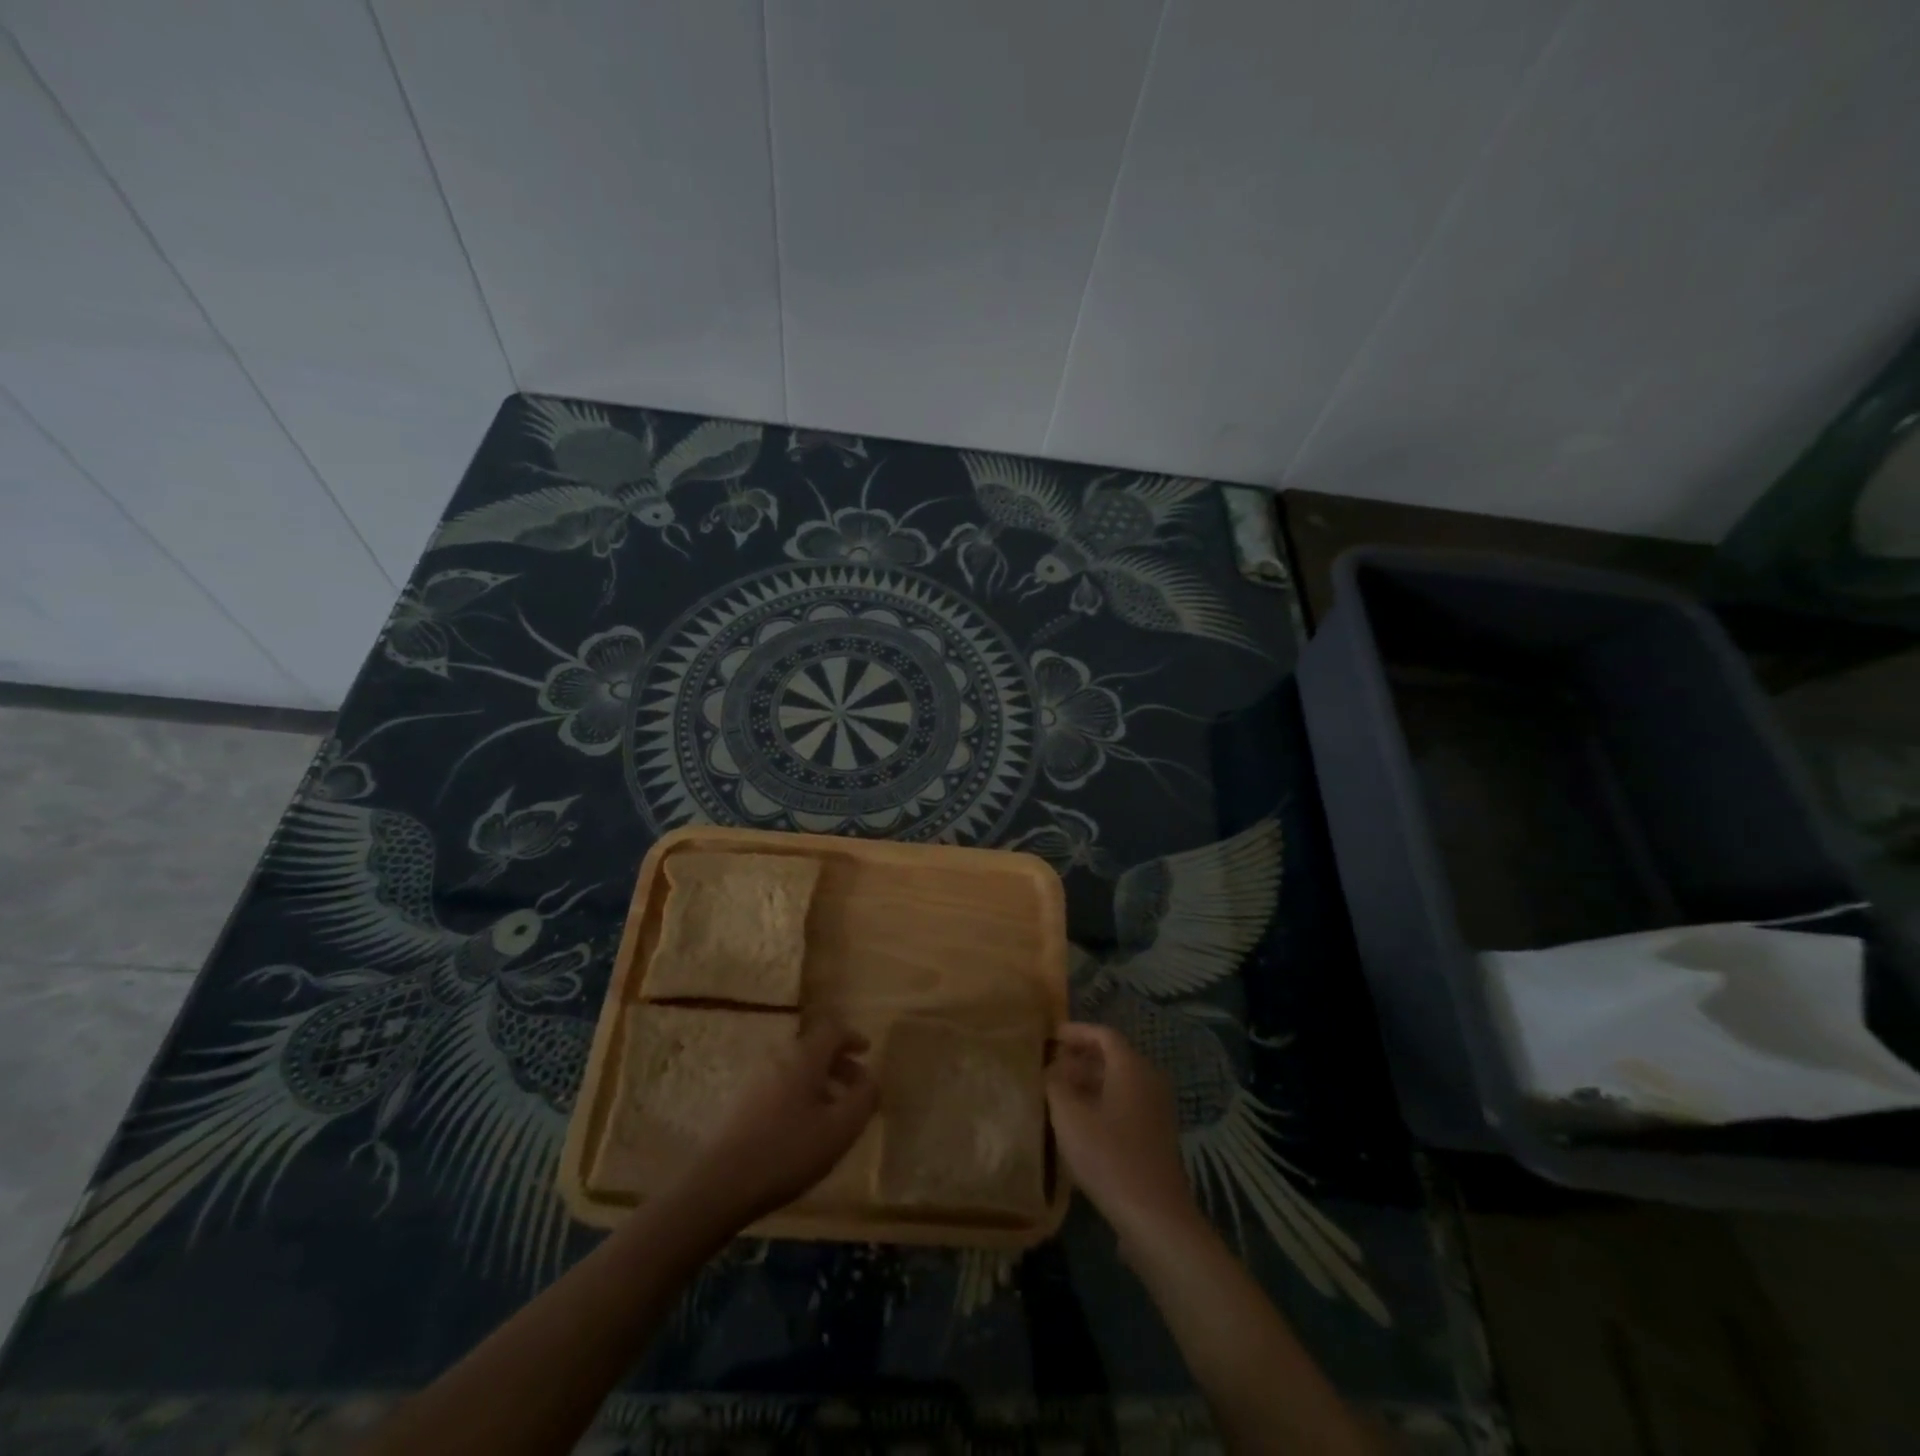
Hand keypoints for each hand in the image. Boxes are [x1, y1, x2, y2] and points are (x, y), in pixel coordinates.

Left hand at [680, 1018, 878, 1228]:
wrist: (719, 1184)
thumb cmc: (787, 1152)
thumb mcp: (839, 1130)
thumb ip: (863, 1100)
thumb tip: (872, 1079)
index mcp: (804, 1056)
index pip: (832, 1029)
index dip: (852, 1037)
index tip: (866, 1052)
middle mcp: (778, 1056)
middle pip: (813, 1046)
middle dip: (838, 1063)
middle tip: (855, 1088)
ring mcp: (755, 1077)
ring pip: (796, 1066)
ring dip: (819, 1080)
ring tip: (832, 1113)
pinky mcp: (741, 1100)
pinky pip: (779, 1082)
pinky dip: (799, 1092)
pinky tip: (802, 1127)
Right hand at [1047, 1023, 1199, 1243]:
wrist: (1155, 1216)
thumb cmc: (1109, 1157)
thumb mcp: (1069, 1117)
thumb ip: (1055, 1085)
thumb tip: (1052, 1069)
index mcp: (1132, 1068)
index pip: (1103, 1034)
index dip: (1076, 1031)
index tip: (1051, 1036)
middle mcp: (1149, 1080)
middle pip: (1113, 1057)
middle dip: (1081, 1058)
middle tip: (1052, 1065)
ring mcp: (1157, 1109)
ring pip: (1119, 1082)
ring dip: (1090, 1082)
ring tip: (1060, 1094)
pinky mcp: (1156, 1135)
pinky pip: (1126, 1103)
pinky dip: (1103, 1102)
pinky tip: (1081, 1123)